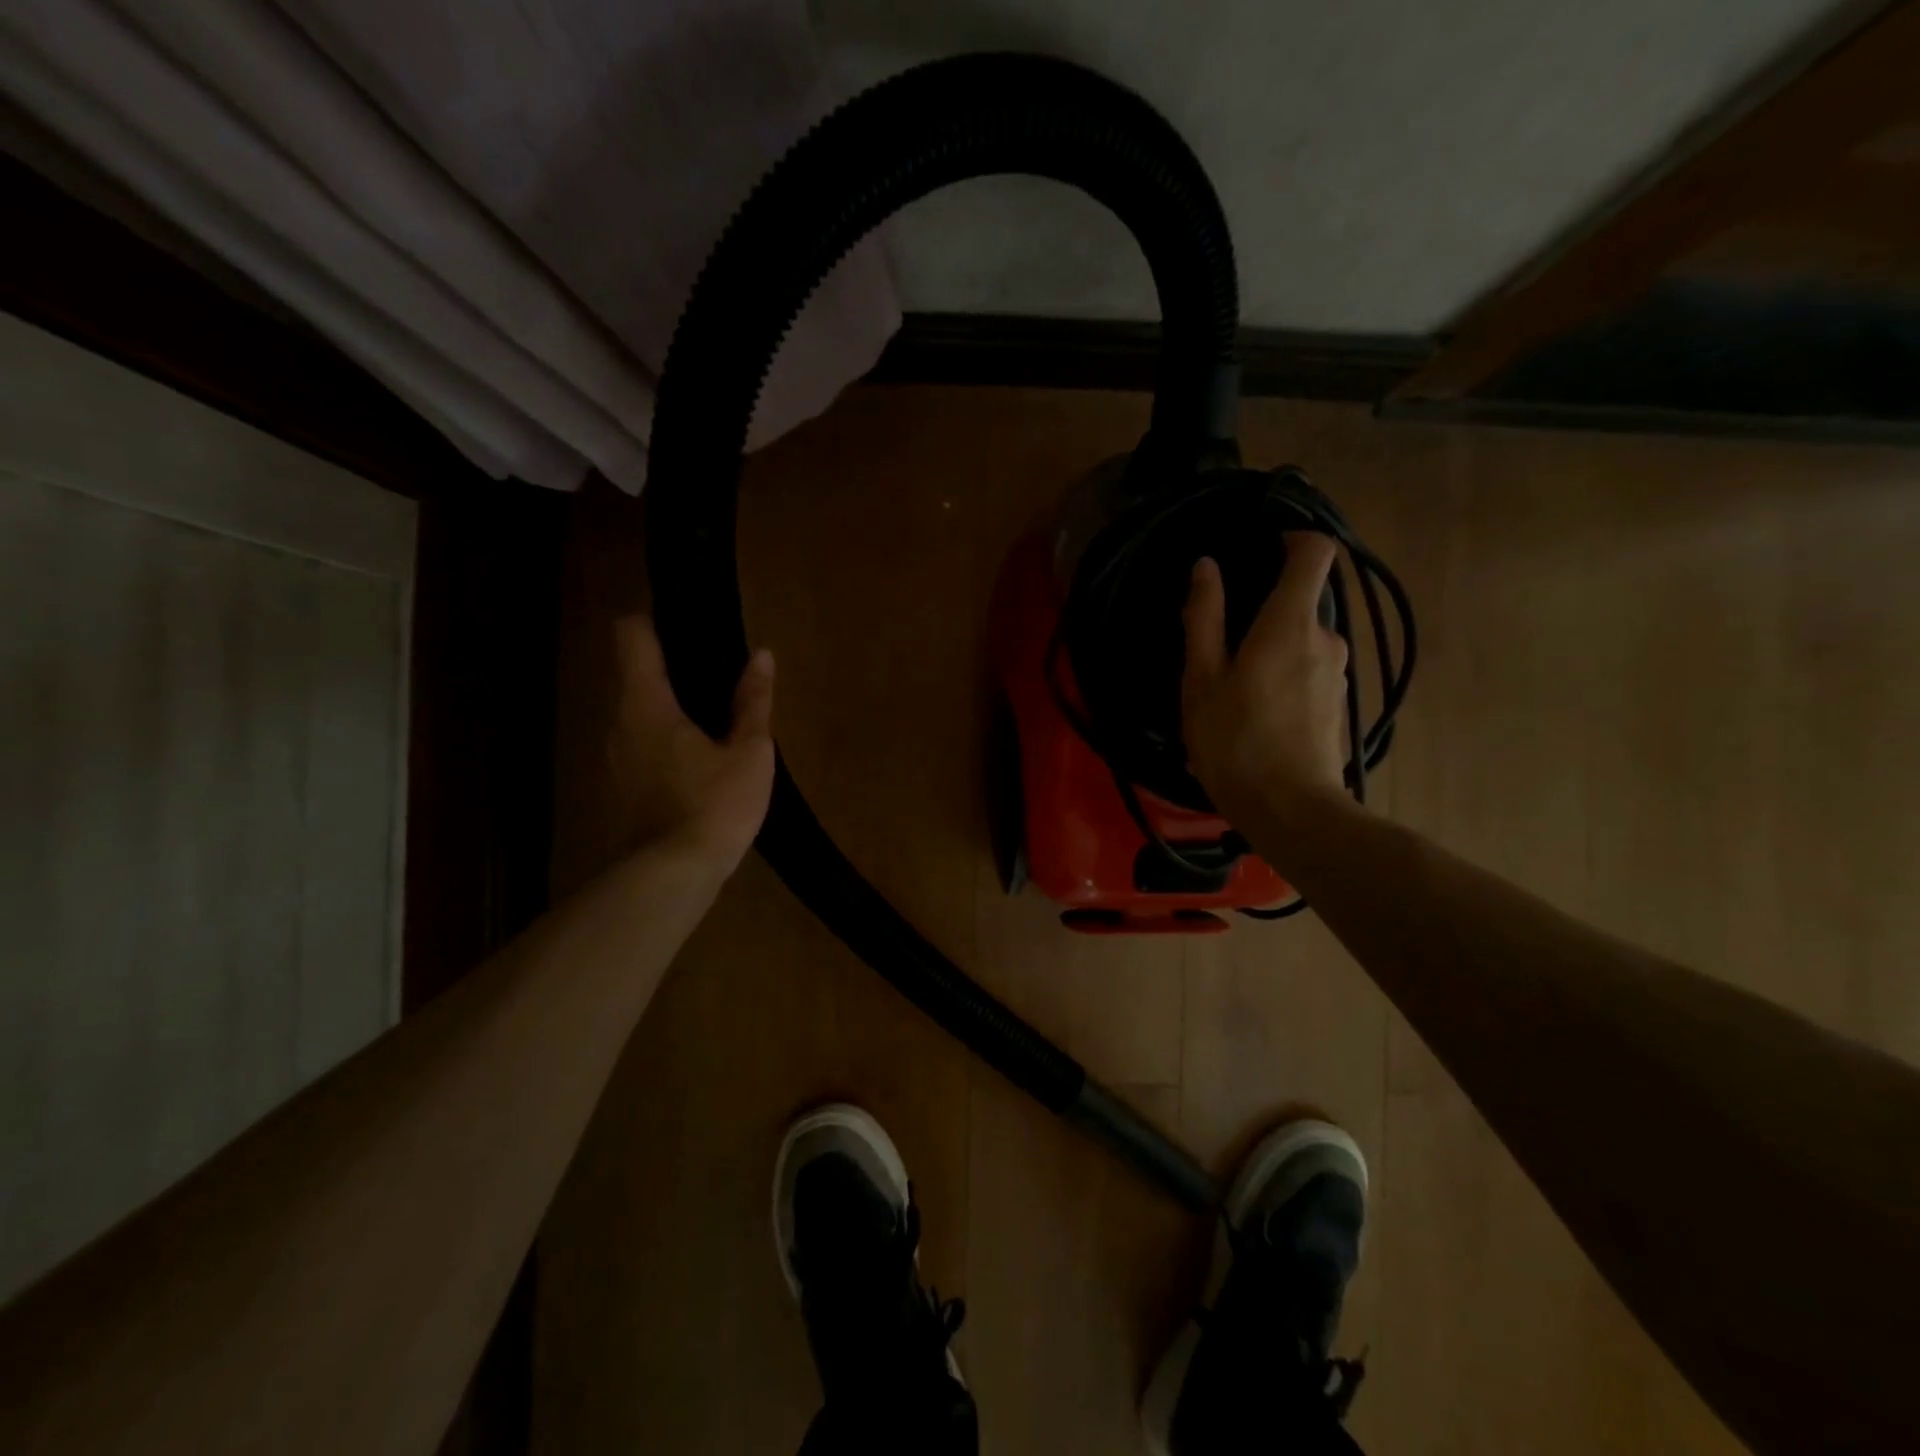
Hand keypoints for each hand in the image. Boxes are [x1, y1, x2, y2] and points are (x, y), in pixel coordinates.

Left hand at [608, 617, 774, 872]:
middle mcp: (616, 725)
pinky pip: (633, 753)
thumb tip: (762, 655)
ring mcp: (608, 763)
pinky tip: (691, 773)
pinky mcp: (612, 794)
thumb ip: (753, 702)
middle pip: (631, 679)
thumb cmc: (713, 806)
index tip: (680, 624)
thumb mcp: (749, 753)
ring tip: (705, 728)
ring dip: (662, 715)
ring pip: (632, 720)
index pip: (631, 637)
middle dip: (666, 674)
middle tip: (711, 682)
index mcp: (646, 704)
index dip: (650, 622)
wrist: (668, 878)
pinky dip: (657, 750)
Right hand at [1181, 534, 1350, 827]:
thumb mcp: (1202, 679)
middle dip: (1264, 614)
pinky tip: (1256, 718)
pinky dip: (1285, 680)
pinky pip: (1309, 674)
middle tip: (1221, 650)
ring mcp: (1338, 675)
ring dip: (1272, 653)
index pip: (1314, 553)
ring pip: (1303, 643)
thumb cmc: (1235, 741)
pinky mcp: (1338, 706)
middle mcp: (1326, 639)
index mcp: (1291, 623)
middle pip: (1301, 604)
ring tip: (1233, 692)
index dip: (1294, 538)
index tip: (1263, 548)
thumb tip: (1207, 567)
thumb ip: (1205, 618)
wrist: (1290, 811)